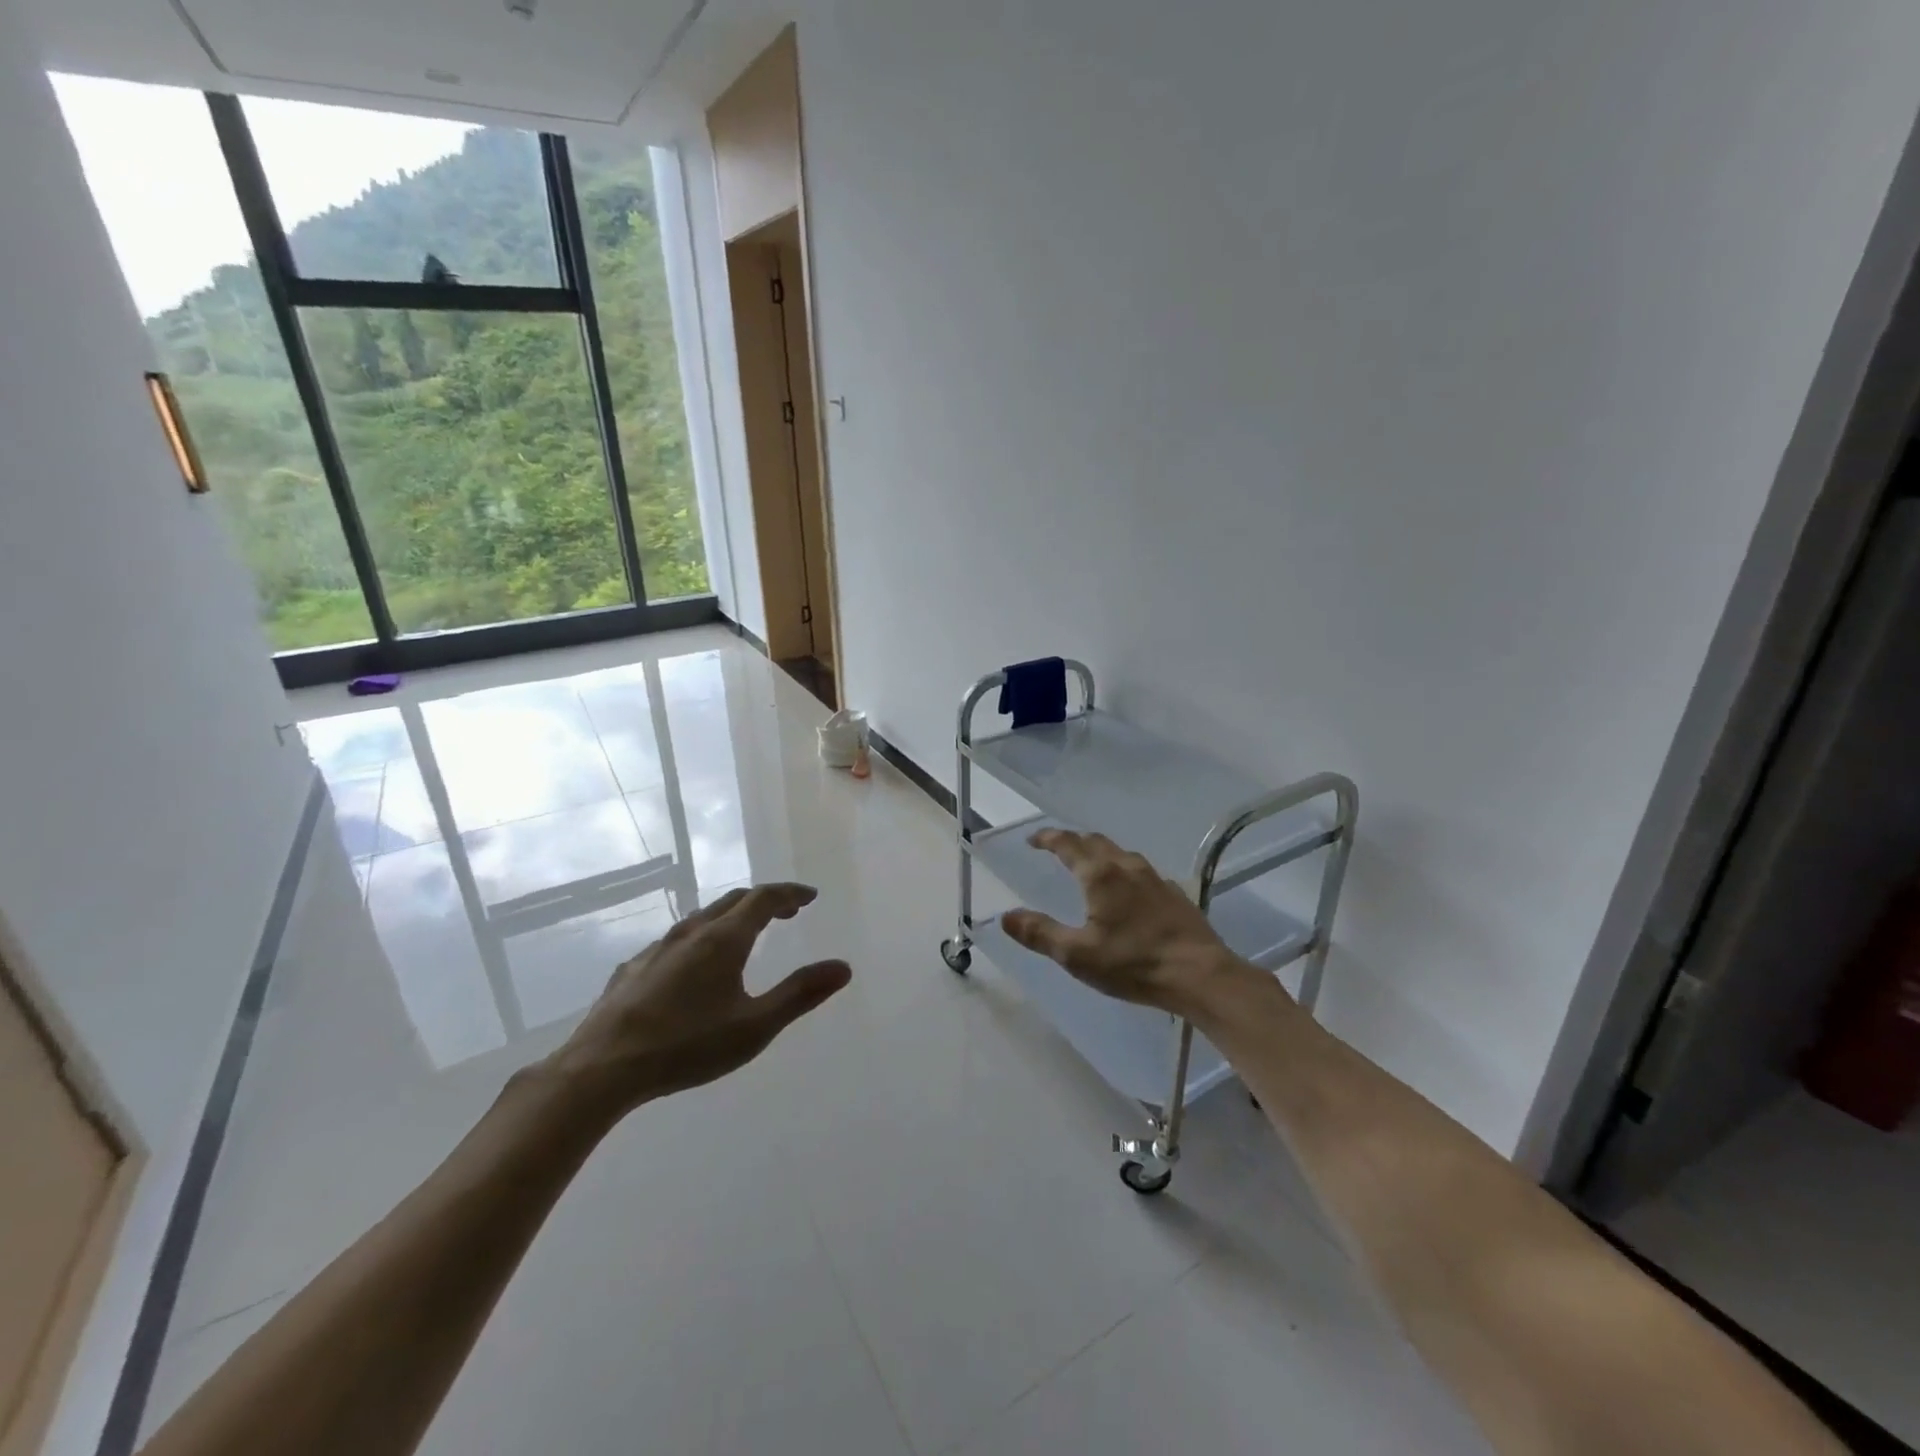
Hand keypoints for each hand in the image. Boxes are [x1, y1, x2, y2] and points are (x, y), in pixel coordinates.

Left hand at [543, 883, 850, 1115]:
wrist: (601, 1068)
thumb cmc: (687, 1045)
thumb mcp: (755, 1026)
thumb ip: (800, 994)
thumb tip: (843, 967)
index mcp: (724, 939)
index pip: (763, 898)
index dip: (789, 893)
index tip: (809, 896)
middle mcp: (691, 932)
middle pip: (732, 901)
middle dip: (764, 901)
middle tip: (786, 912)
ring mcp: (657, 948)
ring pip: (701, 918)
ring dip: (730, 917)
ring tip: (744, 934)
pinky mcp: (633, 969)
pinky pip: (676, 940)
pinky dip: (700, 938)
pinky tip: (692, 966)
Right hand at [1001, 829, 1267, 1018]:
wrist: (1200, 974)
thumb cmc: (1134, 964)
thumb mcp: (1077, 955)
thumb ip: (1039, 933)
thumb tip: (1006, 916)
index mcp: (1100, 876)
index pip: (1068, 844)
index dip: (1047, 838)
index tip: (1032, 840)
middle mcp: (1127, 867)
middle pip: (1095, 841)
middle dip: (1072, 840)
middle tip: (1055, 849)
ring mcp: (1155, 878)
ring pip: (1120, 853)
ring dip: (1099, 852)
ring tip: (1088, 865)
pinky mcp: (1173, 893)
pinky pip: (1140, 870)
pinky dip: (1122, 869)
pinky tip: (1126, 890)